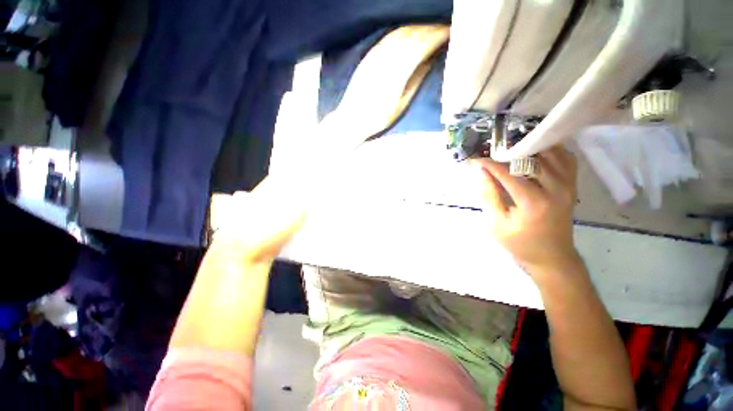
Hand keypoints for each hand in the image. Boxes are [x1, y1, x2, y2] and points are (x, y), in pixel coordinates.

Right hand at [471, 146, 579, 275]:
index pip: (508, 173)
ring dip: (530, 148)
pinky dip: (550, 151)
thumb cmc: (520, 243)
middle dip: (509, 152)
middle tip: (492, 152)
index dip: (490, 164)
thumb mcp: (496, 223)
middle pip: (532, 158)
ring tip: (511, 149)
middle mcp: (556, 189)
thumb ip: (489, 195)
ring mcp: (568, 185)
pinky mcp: (572, 185)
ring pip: (552, 153)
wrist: (551, 257)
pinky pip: (566, 159)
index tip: (476, 159)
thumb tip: (482, 172)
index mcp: (534, 202)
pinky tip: (535, 154)